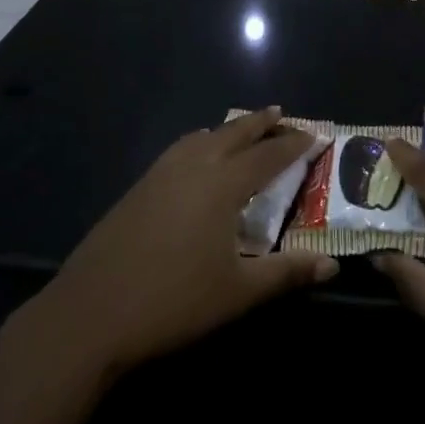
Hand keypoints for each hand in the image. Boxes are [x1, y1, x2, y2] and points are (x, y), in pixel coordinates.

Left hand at [33, 106, 337, 377]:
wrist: (92, 311)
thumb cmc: (174, 300)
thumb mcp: (238, 291)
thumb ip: (286, 273)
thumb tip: (331, 265)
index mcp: (222, 184)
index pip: (267, 156)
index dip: (293, 145)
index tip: (314, 135)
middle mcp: (194, 165)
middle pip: (233, 133)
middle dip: (259, 122)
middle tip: (280, 112)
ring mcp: (162, 172)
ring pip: (203, 136)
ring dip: (228, 129)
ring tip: (242, 131)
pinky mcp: (140, 185)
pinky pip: (180, 148)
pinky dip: (200, 142)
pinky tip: (197, 157)